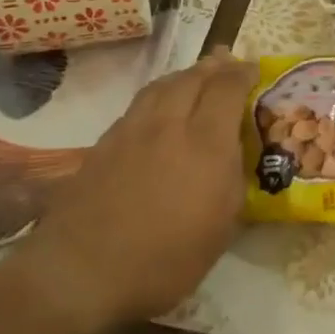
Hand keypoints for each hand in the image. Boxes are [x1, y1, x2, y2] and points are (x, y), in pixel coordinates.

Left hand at [3, 48, 253, 333]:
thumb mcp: (220, 229)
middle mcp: (169, 124)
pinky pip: (138, 104)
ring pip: (161, 86)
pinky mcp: (104, 144)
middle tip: (226, 62)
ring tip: (194, 76)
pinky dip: (157, 95)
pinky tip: (158, 109)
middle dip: (213, 66)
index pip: (227, 88)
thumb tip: (233, 152)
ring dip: (183, 75)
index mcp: (205, 143)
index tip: (253, 69)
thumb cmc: (165, 260)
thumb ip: (232, 180)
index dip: (243, 73)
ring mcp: (131, 131)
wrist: (81, 272)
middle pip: (192, 78)